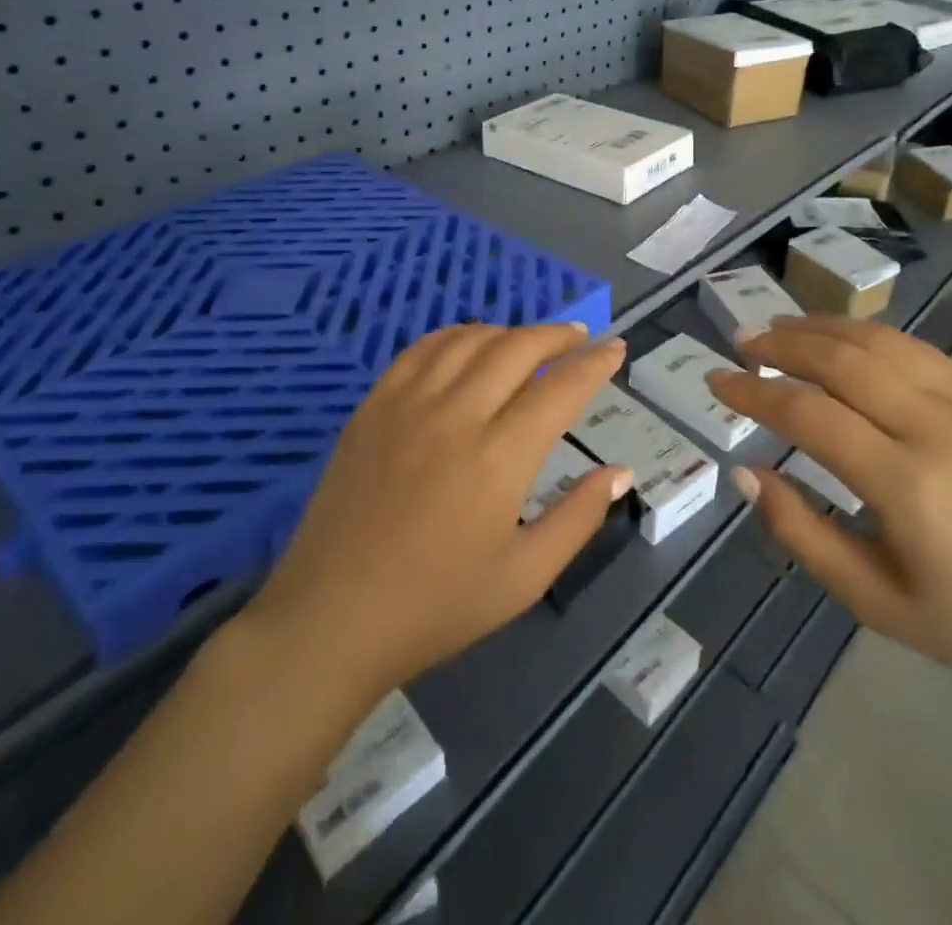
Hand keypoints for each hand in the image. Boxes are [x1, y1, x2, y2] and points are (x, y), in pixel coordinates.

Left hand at [240, 322, 631, 699]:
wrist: (331, 618)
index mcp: (499, 458)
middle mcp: (456, 414)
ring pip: (469, 339)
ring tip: (530, 342)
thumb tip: (620, 472)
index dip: (594, 364)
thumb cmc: (436, 606)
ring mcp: (408, 404)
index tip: (615, 350)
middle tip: (579, 339)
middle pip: (517, 348)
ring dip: (509, 331)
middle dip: (557, 335)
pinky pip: (421, 349)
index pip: (560, 388)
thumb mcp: (524, 577)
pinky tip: (469, 344)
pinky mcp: (373, 406)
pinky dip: (455, 336)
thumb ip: (578, 518)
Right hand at [708, 315, 951, 705]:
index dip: (754, 391)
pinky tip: (842, 337)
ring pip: (879, 342)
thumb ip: (802, 533)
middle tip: (741, 342)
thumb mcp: (874, 602)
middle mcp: (936, 428)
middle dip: (781, 345)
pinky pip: (918, 348)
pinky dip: (868, 333)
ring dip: (821, 327)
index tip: (717, 379)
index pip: (808, 413)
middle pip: (841, 361)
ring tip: (779, 327)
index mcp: (906, 485)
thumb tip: (745, 472)